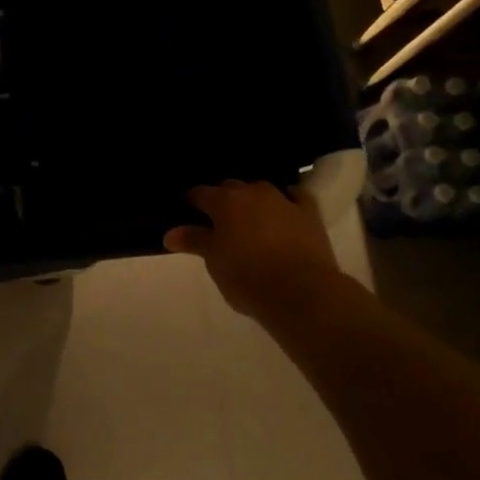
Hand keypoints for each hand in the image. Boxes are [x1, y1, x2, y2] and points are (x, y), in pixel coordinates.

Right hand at [164, 180, 345, 323]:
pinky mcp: (309, 213)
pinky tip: (284, 208)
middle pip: (231, 187)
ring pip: (261, 189)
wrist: (300, 291)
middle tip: (217, 220)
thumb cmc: (247, 277)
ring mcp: (283, 200)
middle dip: (222, 199)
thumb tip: (170, 233)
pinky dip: (286, 200)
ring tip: (248, 218)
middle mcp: (253, 193)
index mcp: (224, 202)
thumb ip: (194, 241)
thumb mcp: (214, 261)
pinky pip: (295, 196)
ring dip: (252, 199)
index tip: (187, 212)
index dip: (191, 202)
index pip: (200, 193)